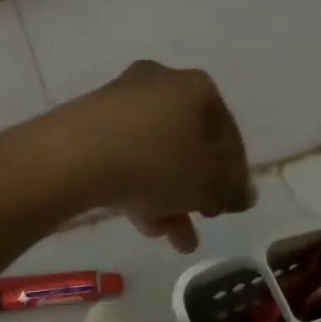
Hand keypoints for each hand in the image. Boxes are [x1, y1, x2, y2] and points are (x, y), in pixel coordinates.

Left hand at [52, 62, 254, 251]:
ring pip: (156, 154)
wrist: (75, 156)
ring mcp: (122, 100)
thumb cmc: (158, 162)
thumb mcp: (207, 184)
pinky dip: (138, 185)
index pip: (228, 135)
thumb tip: (245, 195)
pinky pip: (126, 155)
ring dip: (168, 196)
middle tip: (201, 219)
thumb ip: (231, 190)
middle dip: (196, 190)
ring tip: (172, 238)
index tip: (230, 206)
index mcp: (197, 88)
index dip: (233, 176)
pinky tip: (143, 223)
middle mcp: (161, 83)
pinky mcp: (90, 120)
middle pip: (189, 144)